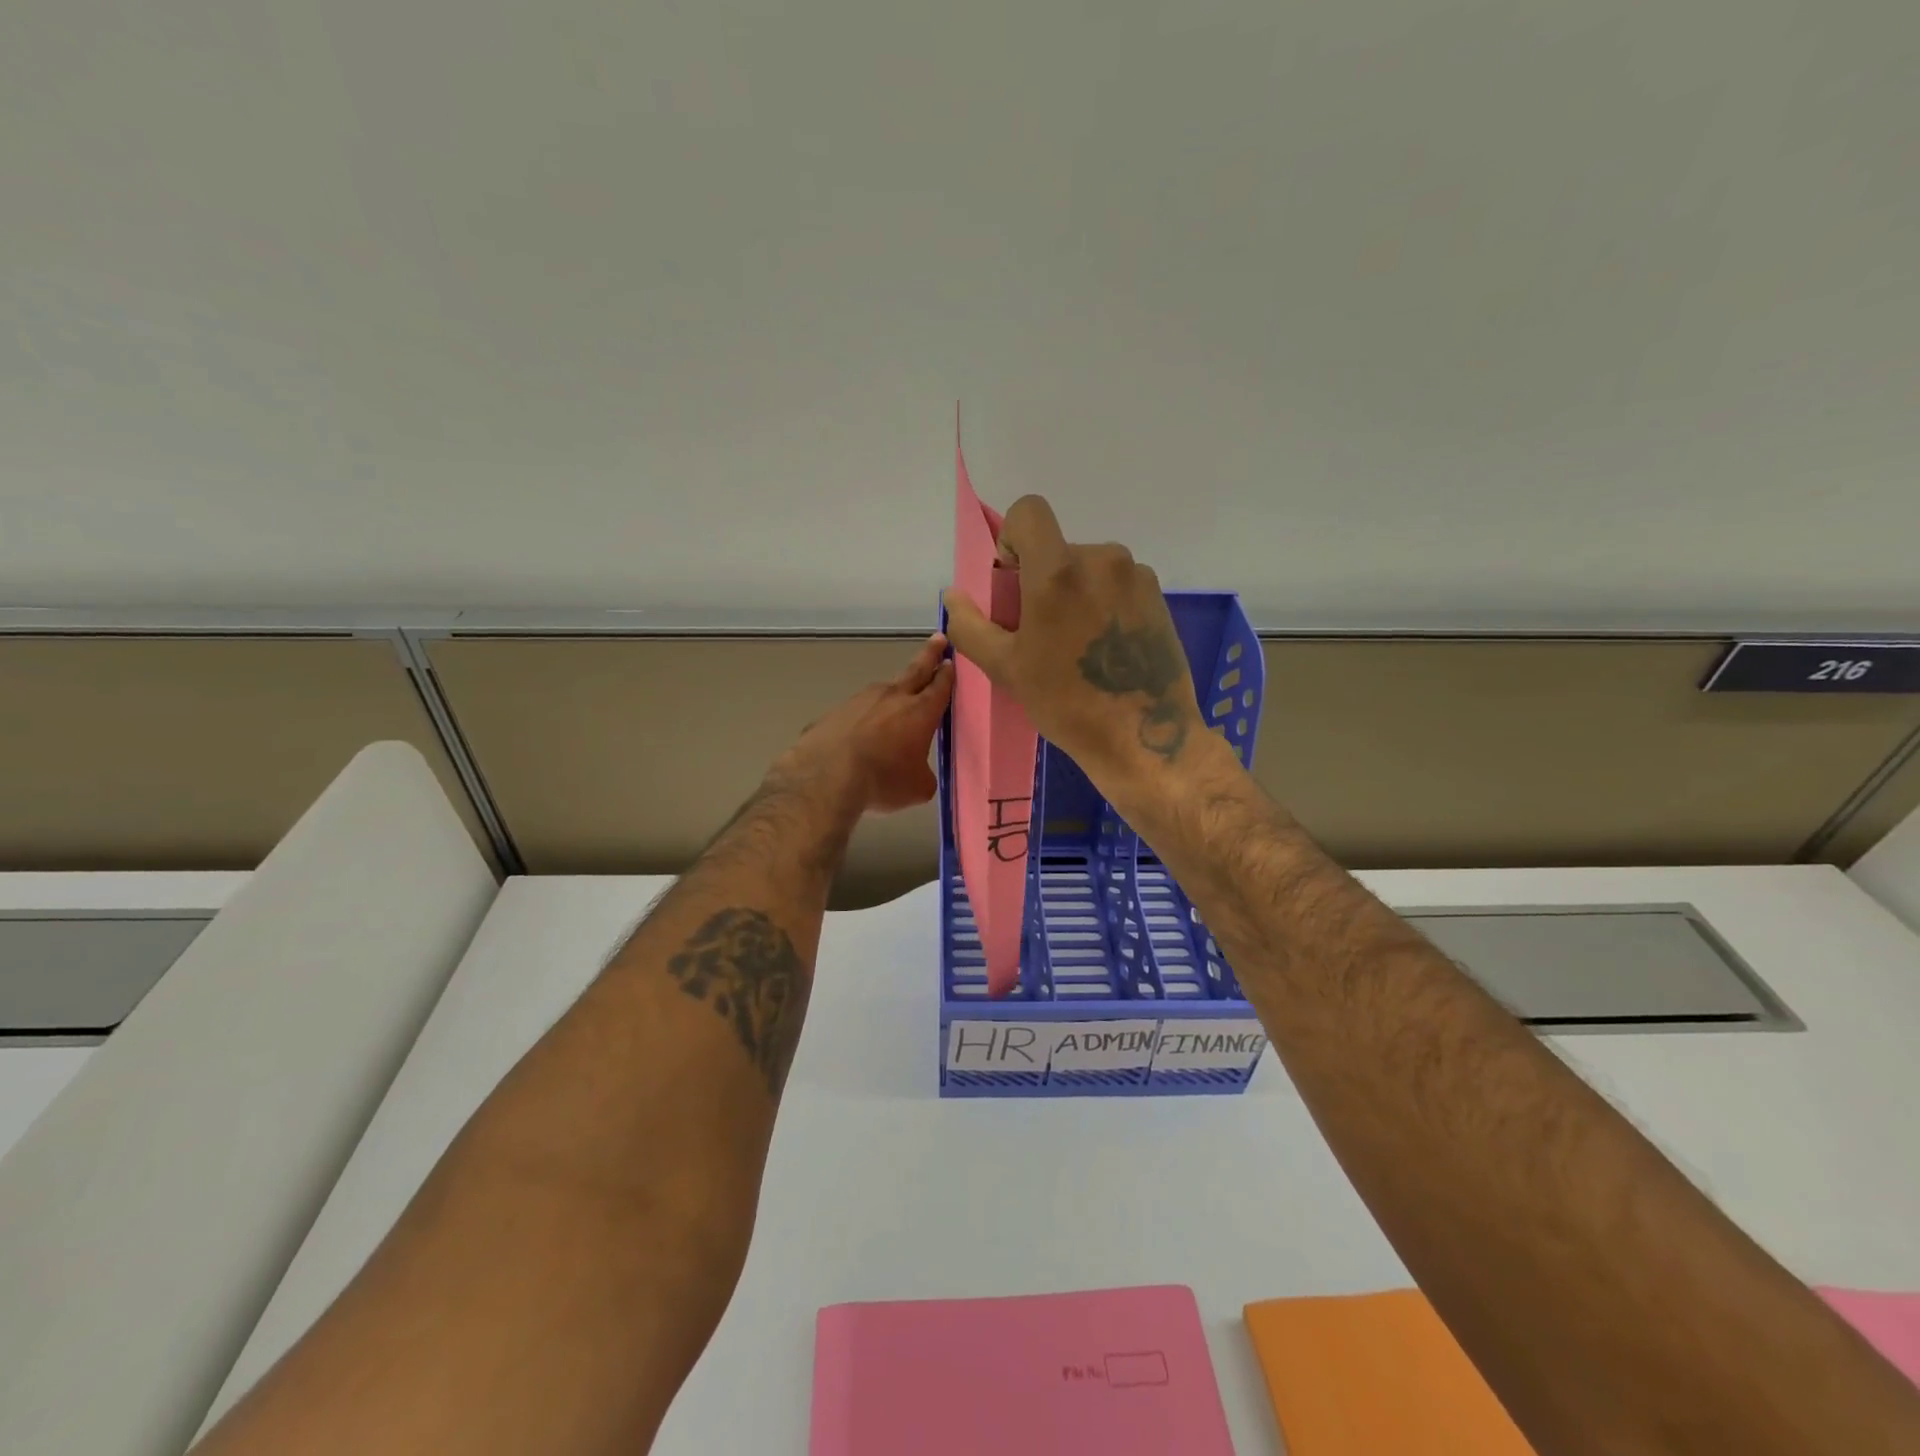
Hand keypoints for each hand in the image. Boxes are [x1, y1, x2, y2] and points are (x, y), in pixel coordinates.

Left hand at [775, 634, 954, 815]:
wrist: (825, 776)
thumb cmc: (882, 780)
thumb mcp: (918, 787)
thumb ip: (923, 774)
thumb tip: (918, 772)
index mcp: (920, 712)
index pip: (940, 687)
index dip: (947, 675)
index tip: (950, 661)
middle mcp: (892, 697)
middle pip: (916, 670)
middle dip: (930, 655)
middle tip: (938, 639)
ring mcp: (860, 700)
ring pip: (883, 691)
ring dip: (893, 693)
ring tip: (895, 701)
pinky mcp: (835, 712)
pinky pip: (856, 712)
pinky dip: (862, 718)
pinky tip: (859, 734)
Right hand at [943, 496, 1203, 790]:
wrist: (1145, 738)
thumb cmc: (1066, 703)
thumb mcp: (1006, 668)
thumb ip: (970, 625)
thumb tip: (953, 596)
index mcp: (1059, 571)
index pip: (1029, 512)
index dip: (1012, 540)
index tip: (1014, 585)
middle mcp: (1102, 559)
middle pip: (1057, 549)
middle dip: (1041, 580)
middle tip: (1042, 633)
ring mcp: (1136, 576)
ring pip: (1088, 568)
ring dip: (1074, 593)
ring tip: (1077, 646)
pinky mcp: (1158, 596)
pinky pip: (1117, 584)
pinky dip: (1103, 604)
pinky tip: (1106, 649)